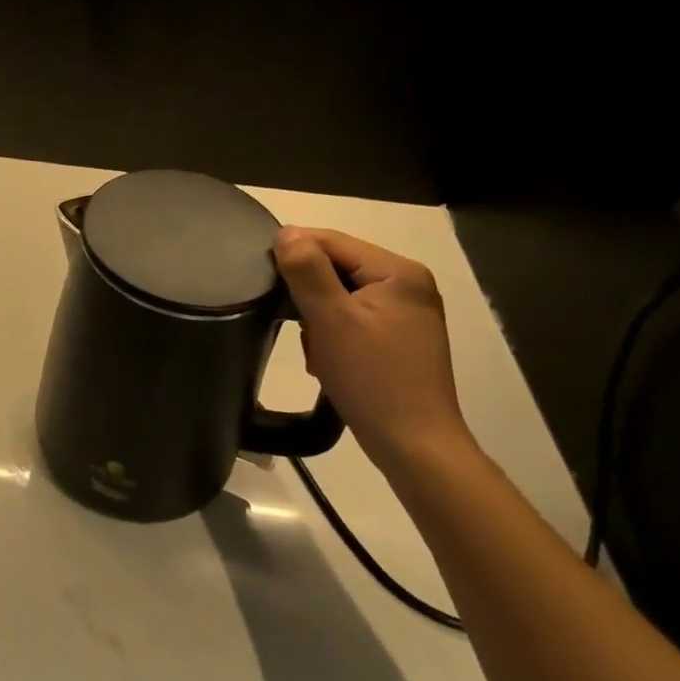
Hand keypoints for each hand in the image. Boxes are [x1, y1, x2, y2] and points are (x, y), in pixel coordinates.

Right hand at [273, 227, 472, 471]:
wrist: (415, 447)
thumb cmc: (372, 379)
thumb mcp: (331, 320)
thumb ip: (307, 270)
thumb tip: (286, 233)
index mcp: (398, 271)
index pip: (332, 241)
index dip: (294, 253)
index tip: (263, 279)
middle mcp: (408, 283)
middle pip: (337, 266)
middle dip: (308, 293)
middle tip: (294, 325)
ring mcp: (407, 311)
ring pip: (341, 293)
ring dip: (318, 317)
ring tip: (315, 349)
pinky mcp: (401, 337)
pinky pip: (354, 316)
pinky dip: (334, 332)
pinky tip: (329, 359)